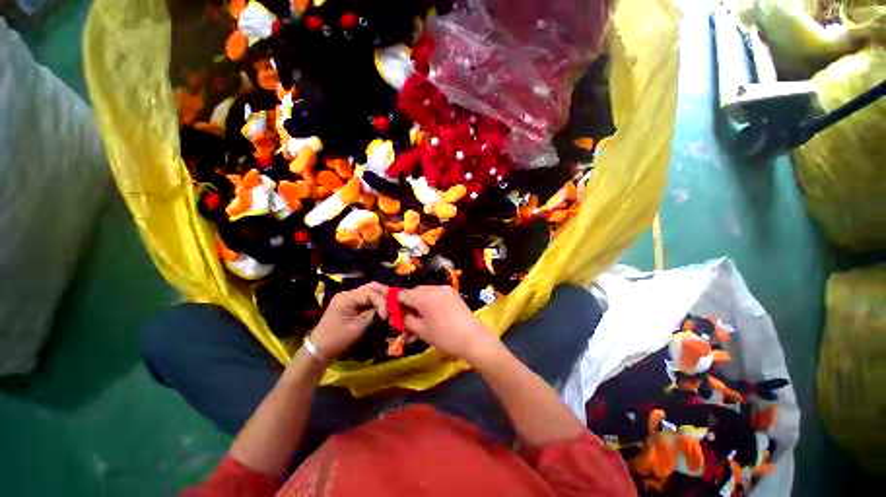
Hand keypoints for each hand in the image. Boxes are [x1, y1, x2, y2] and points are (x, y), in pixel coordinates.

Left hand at [309, 282, 387, 359]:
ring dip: (381, 296)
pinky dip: (375, 300)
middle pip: (371, 287)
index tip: (387, 315)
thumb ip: (373, 315)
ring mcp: (348, 297)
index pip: (370, 292)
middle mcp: (347, 293)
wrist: (318, 348)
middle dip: (384, 295)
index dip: (382, 302)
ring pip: (370, 290)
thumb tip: (387, 310)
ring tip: (389, 305)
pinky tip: (382, 306)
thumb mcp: (357, 328)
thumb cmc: (337, 339)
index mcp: (346, 298)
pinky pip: (366, 296)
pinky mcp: (350, 302)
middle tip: (393, 305)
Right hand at [398, 285, 498, 361]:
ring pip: (426, 290)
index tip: (396, 313)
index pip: (403, 294)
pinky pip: (436, 292)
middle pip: (415, 290)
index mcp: (424, 297)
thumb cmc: (445, 337)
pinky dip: (431, 299)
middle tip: (409, 316)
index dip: (396, 302)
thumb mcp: (422, 331)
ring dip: (420, 299)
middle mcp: (434, 288)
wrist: (473, 338)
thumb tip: (401, 315)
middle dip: (409, 301)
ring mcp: (445, 289)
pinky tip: (434, 311)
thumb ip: (408, 320)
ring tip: (422, 315)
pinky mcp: (453, 292)